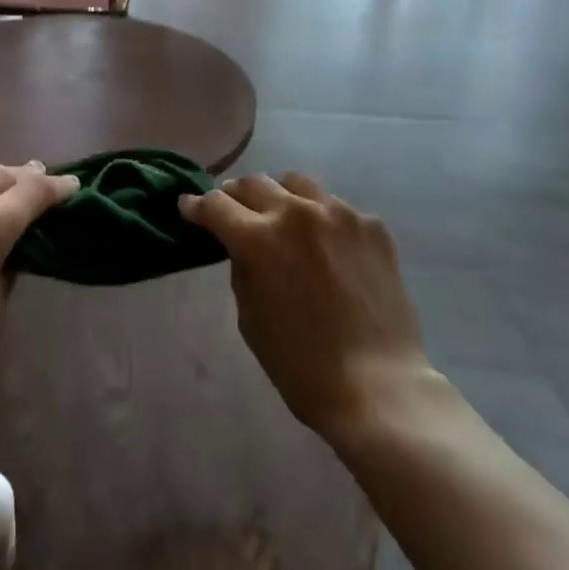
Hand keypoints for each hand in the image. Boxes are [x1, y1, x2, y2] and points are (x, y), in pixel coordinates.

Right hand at [181, 172, 430, 443]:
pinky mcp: (372, 225)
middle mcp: (297, 212)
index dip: (197, 206)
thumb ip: (242, 268)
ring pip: (296, 183)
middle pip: (254, 183)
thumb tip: (241, 244)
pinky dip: (320, 219)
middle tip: (232, 211)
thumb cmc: (302, 365)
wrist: (379, 386)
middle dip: (235, 196)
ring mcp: (340, 213)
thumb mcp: (250, 318)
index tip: (189, 207)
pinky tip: (326, 247)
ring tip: (280, 216)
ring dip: (279, 196)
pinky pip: (335, 207)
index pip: (216, 204)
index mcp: (259, 238)